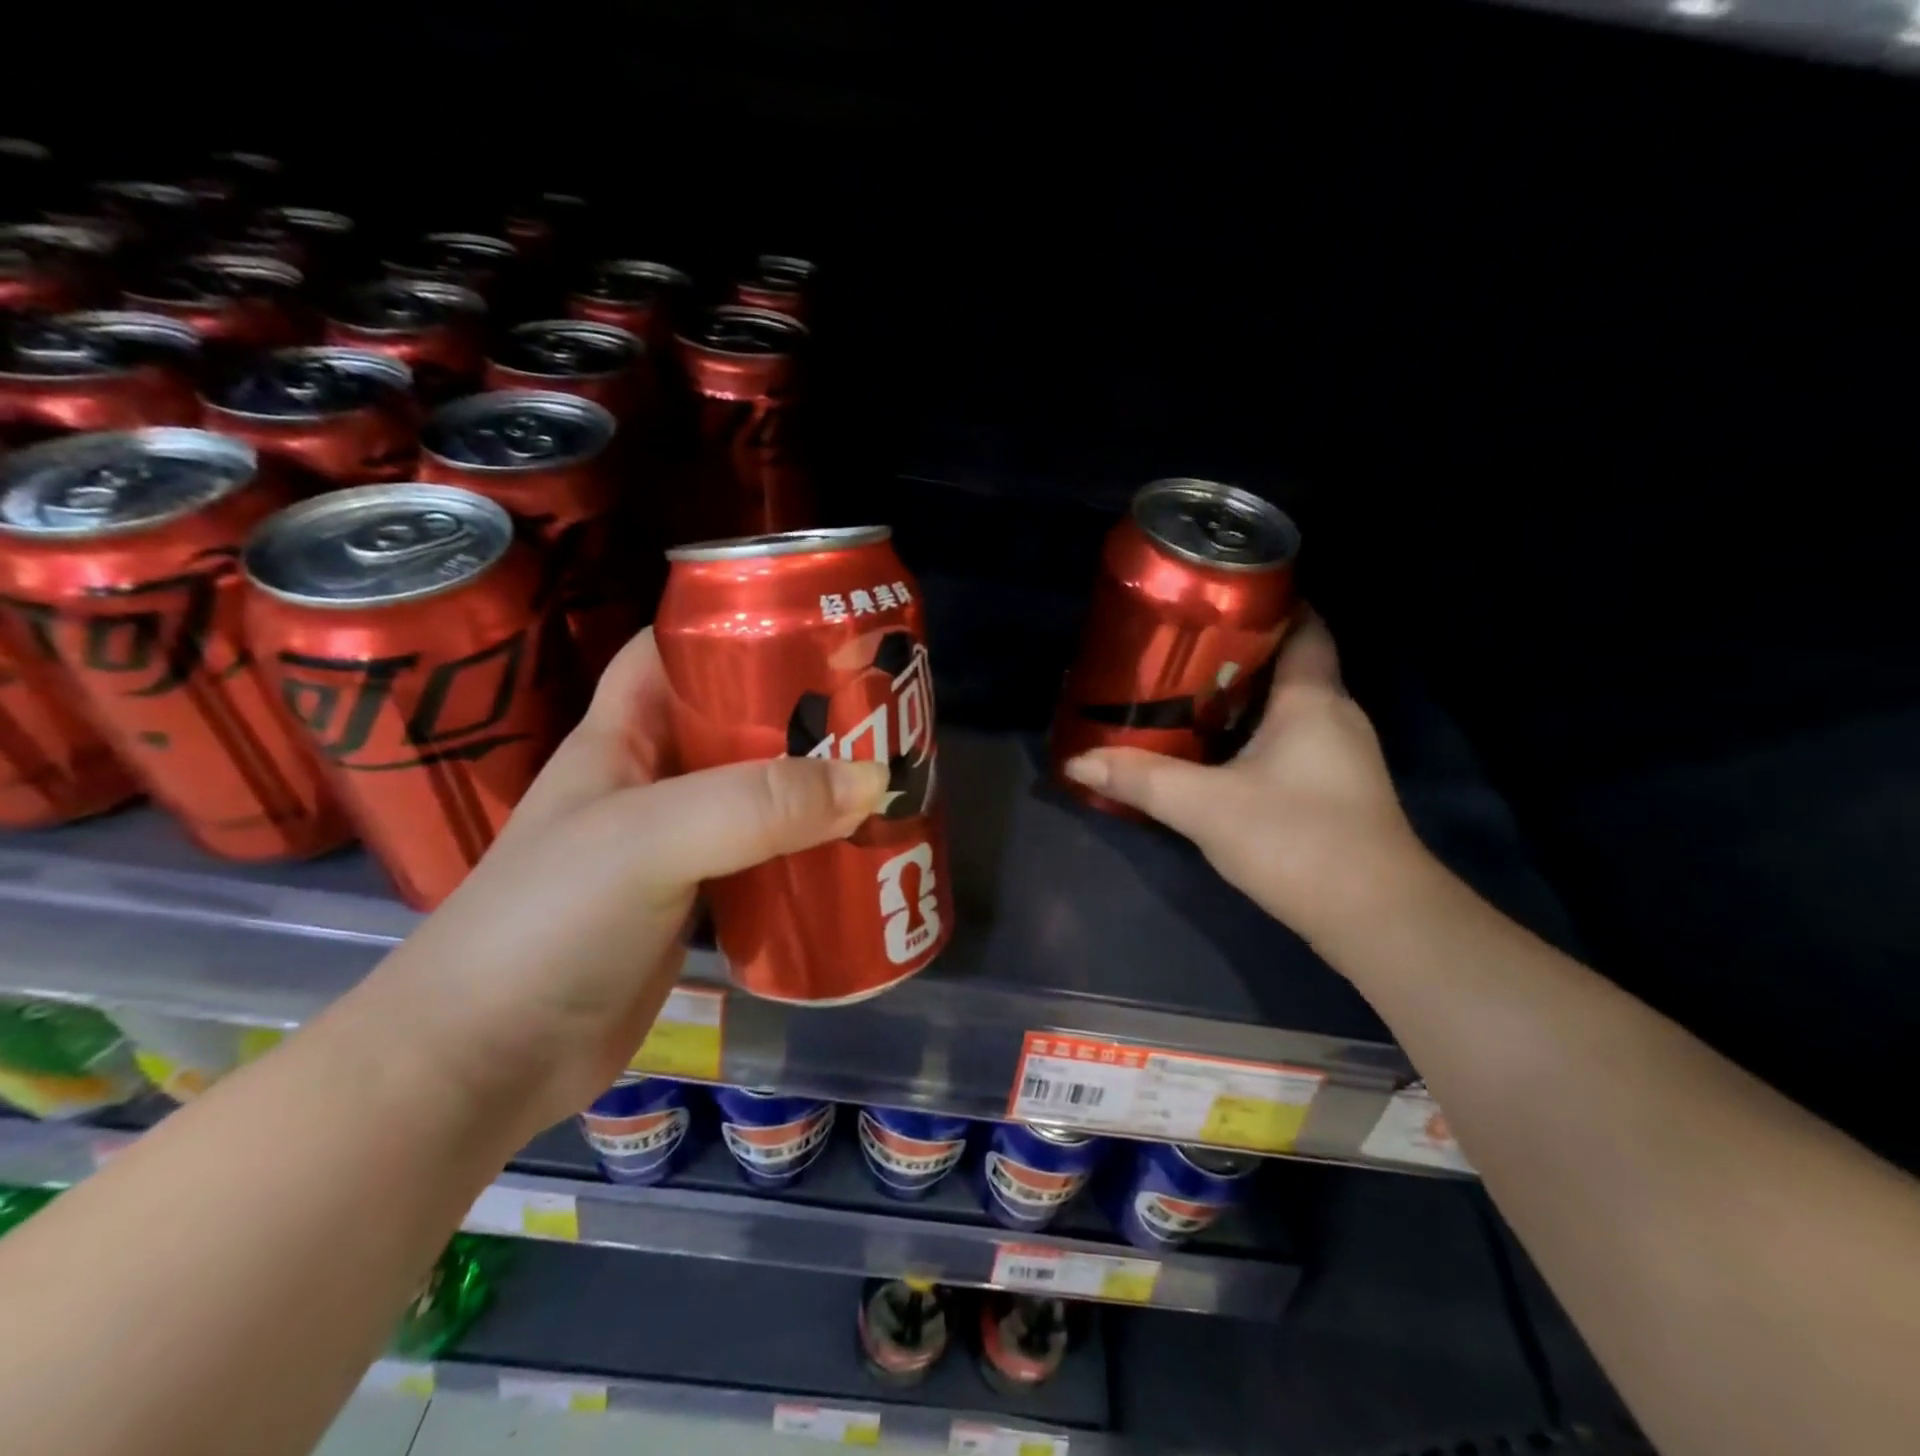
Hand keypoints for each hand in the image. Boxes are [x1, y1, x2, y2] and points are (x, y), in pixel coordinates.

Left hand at [373, 629, 888, 1137]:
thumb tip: (875, 778)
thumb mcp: (650, 841)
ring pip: (757, 794)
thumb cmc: (548, 924)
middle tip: (880, 706)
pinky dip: (808, 850)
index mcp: (622, 736)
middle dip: (802, 708)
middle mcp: (651, 781)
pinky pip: (764, 859)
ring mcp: (675, 846)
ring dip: (815, 784)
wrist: (484, 1063)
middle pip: (735, 721)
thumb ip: (759, 805)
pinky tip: (857, 851)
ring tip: (888, 773)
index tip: (814, 620)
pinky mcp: (696, 904)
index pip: (674, 650)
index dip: (734, 622)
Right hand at [1062, 613, 1425, 938]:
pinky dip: (1254, 733)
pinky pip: (1290, 740)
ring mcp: (1341, 755)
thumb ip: (1142, 780)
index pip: (1305, 625)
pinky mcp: (1336, 790)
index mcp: (1313, 699)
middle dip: (1237, 652)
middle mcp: (1335, 716)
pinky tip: (1215, 751)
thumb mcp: (1207, 807)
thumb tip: (1078, 759)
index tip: (1215, 598)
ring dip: (1243, 696)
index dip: (1269, 602)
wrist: (1376, 918)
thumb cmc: (1298, 840)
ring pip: (1288, 706)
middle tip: (1178, 649)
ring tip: (1184, 693)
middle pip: (1289, 664)